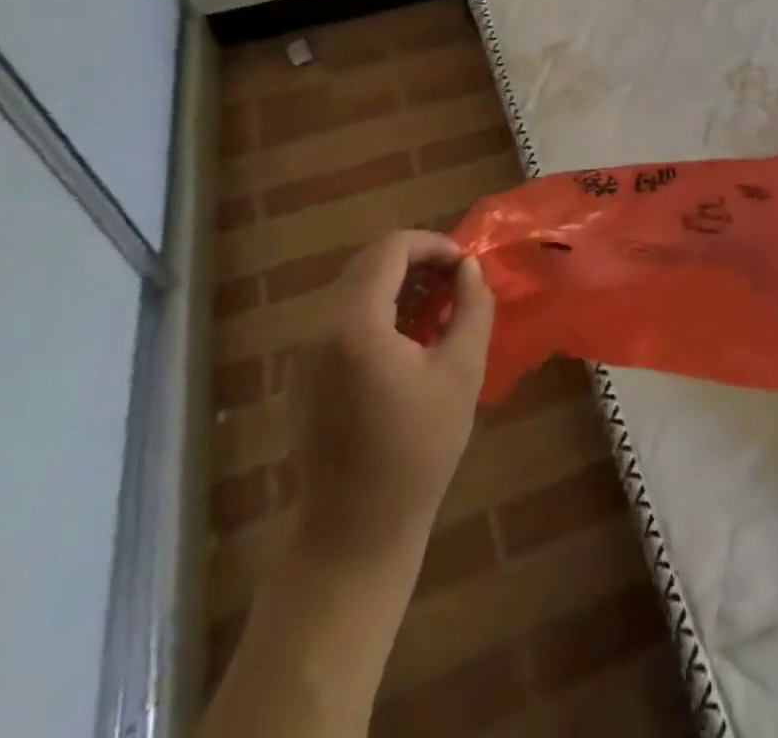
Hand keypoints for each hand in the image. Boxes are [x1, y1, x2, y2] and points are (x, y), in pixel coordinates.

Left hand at [291, 231, 493, 559]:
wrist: (355, 532)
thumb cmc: (418, 450)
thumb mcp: (462, 371)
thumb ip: (472, 307)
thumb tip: (469, 269)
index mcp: (355, 323)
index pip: (391, 249)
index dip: (433, 245)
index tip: (465, 266)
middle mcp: (321, 327)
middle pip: (370, 264)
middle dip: (417, 263)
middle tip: (457, 285)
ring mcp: (306, 352)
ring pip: (355, 289)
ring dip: (399, 286)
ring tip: (440, 311)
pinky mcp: (304, 374)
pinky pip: (343, 319)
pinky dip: (378, 311)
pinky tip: (410, 342)